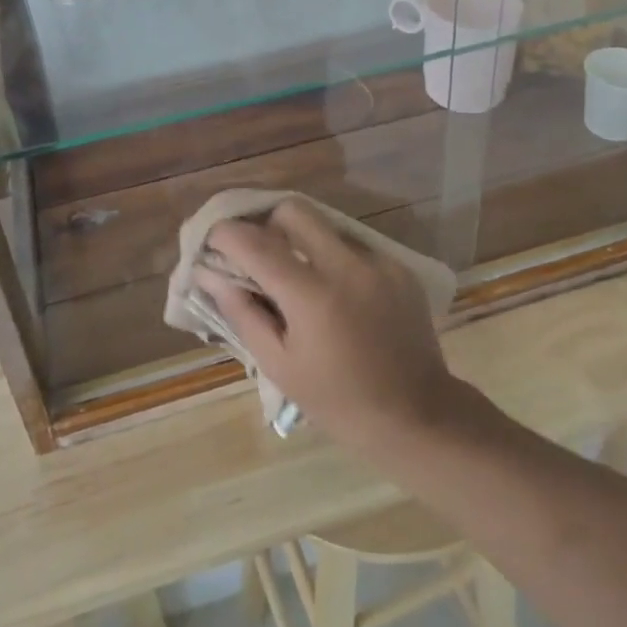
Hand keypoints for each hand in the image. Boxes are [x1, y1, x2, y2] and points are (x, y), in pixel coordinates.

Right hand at [197, 199, 463, 448]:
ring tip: (294, 272)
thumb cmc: (338, 401)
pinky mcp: (398, 266)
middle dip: (266, 222)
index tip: (212, 240)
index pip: (256, 243)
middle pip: (293, 210)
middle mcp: (346, 265)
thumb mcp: (280, 365)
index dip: (225, 234)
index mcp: (312, 295)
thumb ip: (243, 312)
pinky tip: (334, 291)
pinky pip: (353, 245)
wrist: (417, 416)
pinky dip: (333, 257)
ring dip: (301, 239)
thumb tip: (209, 274)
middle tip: (255, 252)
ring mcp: (377, 261)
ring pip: (325, 224)